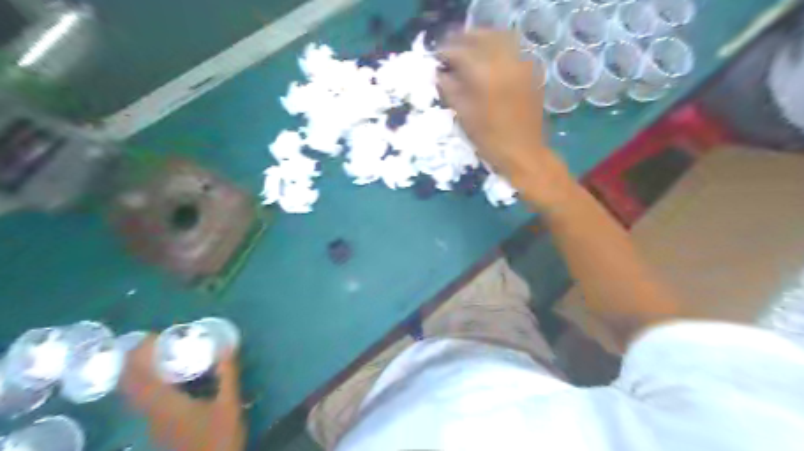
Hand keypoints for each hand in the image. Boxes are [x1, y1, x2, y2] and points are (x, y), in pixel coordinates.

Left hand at [121, 337, 245, 449]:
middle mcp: (151, 411)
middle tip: (154, 341)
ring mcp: (152, 421)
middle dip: (135, 359)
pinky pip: (144, 398)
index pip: (140, 376)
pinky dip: (148, 382)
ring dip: (139, 371)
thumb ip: (227, 374)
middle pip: (131, 383)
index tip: (152, 335)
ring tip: (159, 354)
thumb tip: (226, 346)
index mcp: (165, 404)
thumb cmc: (218, 438)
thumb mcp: (229, 404)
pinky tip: (168, 377)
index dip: (139, 354)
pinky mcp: (158, 426)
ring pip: (135, 392)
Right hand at [438, 30, 578, 209]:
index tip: (436, 61)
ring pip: (499, 39)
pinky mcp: (530, 72)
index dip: (445, 54)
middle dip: (463, 42)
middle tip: (450, 53)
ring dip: (480, 42)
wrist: (524, 153)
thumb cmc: (490, 141)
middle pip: (481, 38)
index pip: (460, 52)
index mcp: (485, 76)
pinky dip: (496, 50)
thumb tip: (440, 75)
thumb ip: (450, 91)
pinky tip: (487, 63)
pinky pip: (512, 50)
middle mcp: (505, 63)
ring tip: (467, 55)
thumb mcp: (464, 117)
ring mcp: (521, 65)